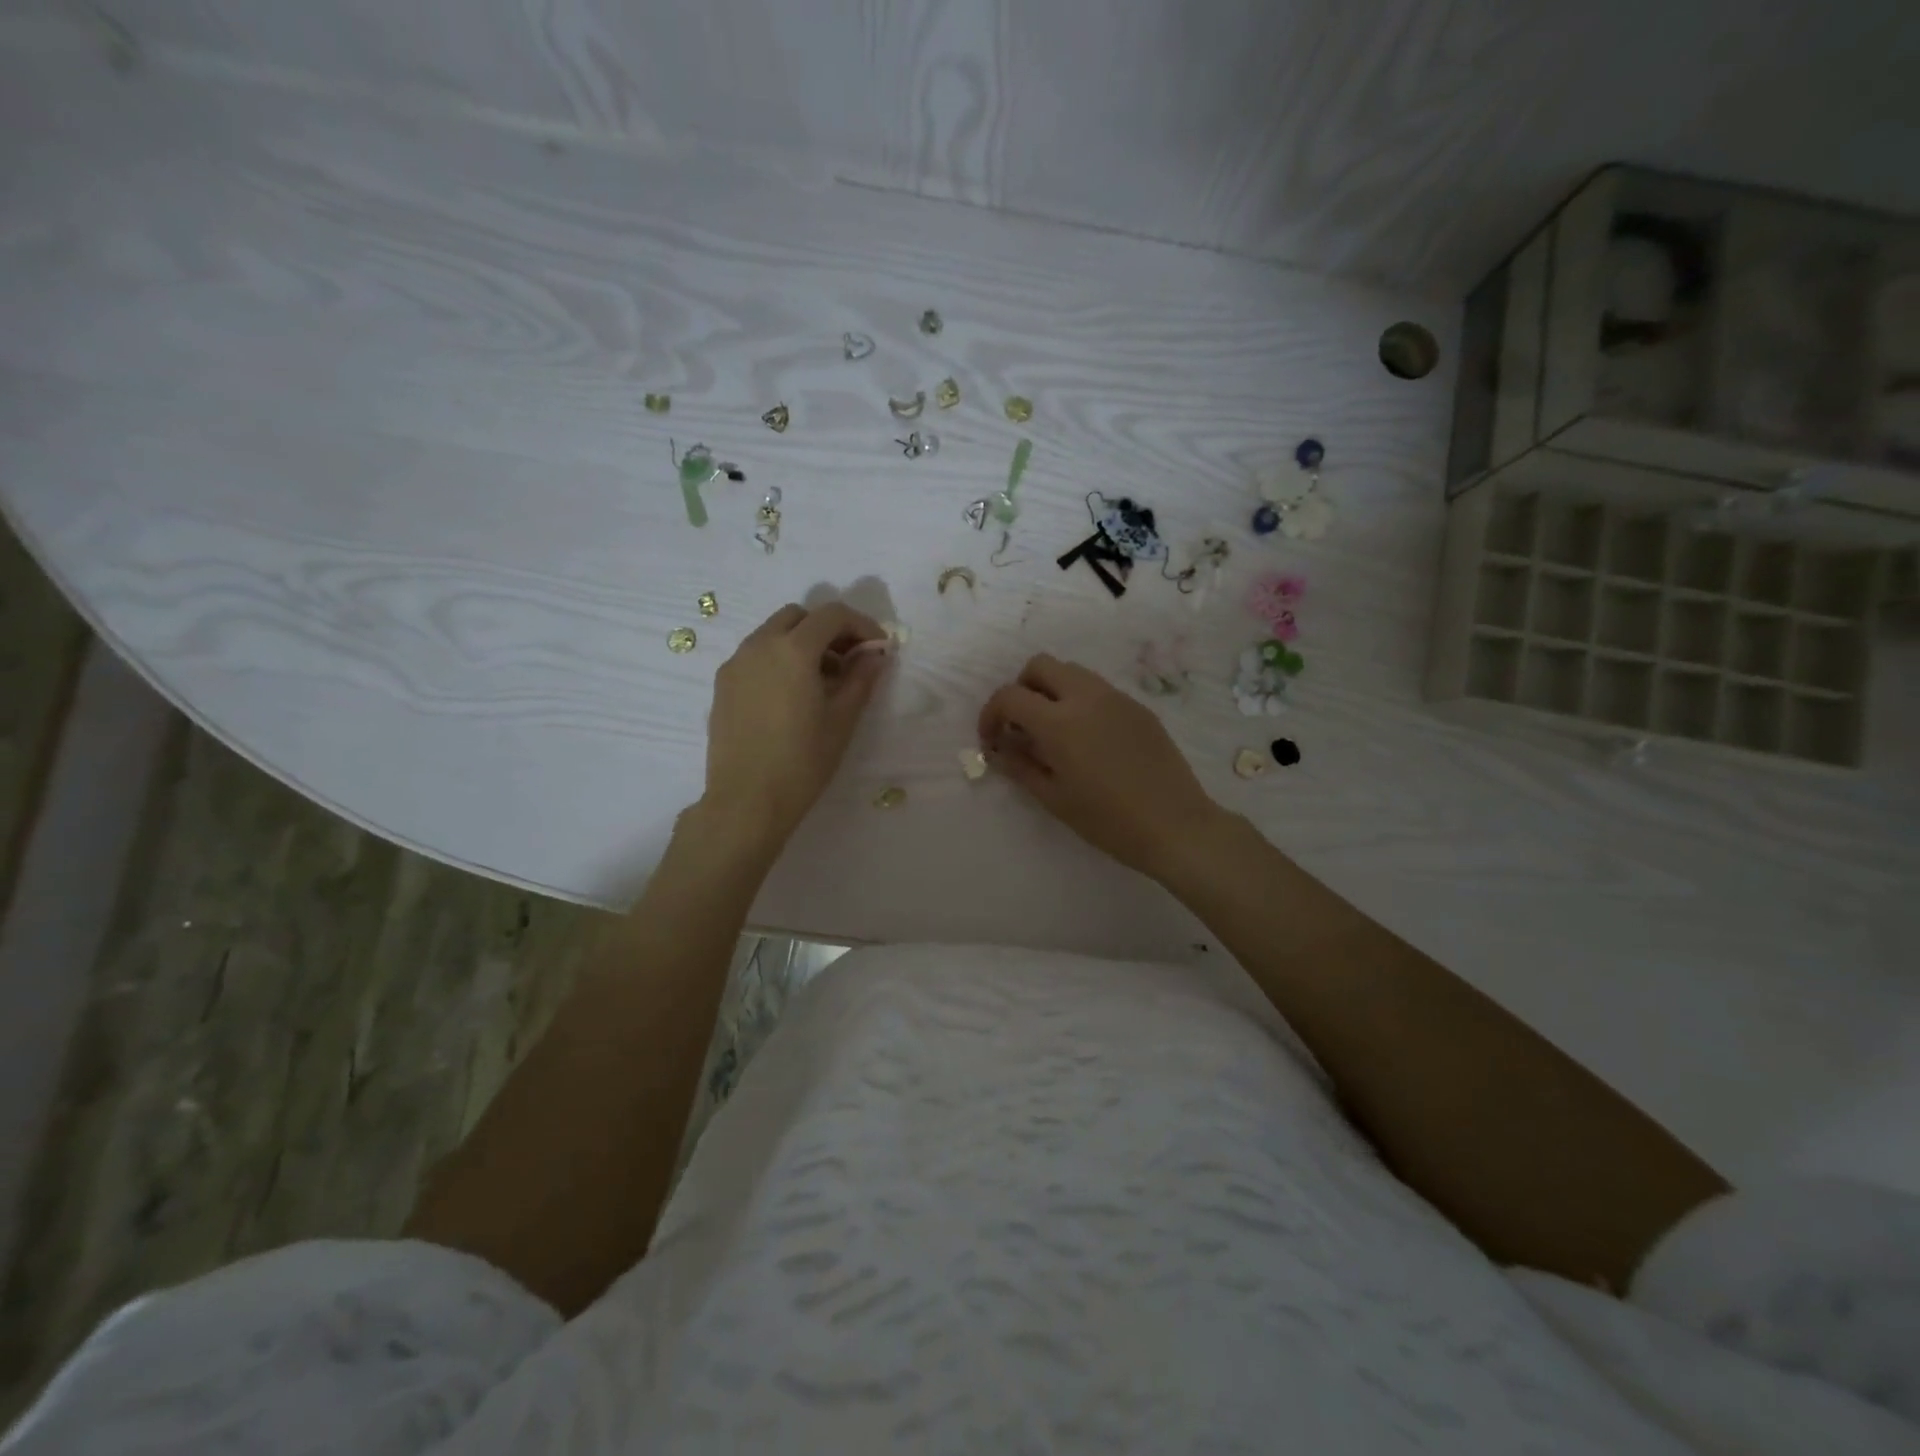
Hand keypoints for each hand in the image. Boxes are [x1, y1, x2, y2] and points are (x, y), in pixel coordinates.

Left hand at [702, 602, 889, 844]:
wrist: (746, 801)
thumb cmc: (802, 762)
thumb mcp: (841, 721)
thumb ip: (861, 679)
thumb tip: (874, 655)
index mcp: (792, 650)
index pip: (832, 615)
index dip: (861, 624)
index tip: (878, 648)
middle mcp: (759, 645)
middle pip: (799, 616)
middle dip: (829, 629)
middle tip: (850, 660)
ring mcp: (735, 663)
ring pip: (773, 633)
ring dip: (802, 643)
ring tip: (823, 680)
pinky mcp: (723, 684)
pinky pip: (755, 655)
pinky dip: (779, 658)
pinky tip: (792, 694)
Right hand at [978, 654, 1225, 880]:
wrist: (1175, 825)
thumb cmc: (1107, 820)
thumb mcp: (1054, 798)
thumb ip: (1020, 766)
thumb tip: (998, 749)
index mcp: (1059, 722)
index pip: (1010, 696)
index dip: (991, 714)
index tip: (992, 739)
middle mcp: (1086, 697)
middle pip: (1040, 665)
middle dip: (1021, 689)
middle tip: (1021, 725)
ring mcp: (1116, 698)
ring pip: (1072, 672)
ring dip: (1052, 691)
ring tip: (1054, 732)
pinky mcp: (1138, 707)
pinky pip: (1099, 689)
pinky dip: (1080, 702)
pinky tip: (1088, 740)